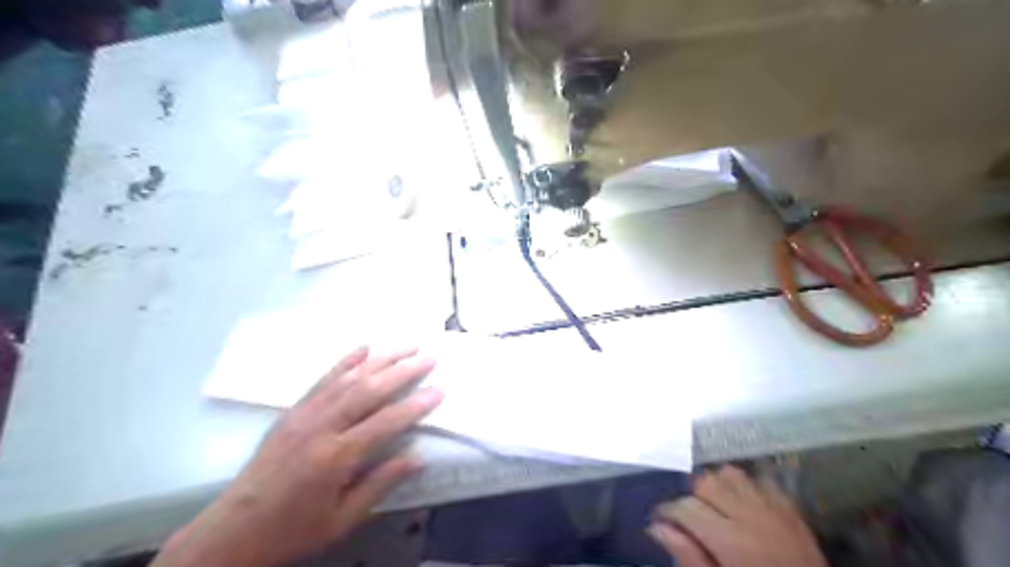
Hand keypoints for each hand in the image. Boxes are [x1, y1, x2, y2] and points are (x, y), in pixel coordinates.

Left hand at [153, 346, 443, 566]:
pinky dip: (346, 361)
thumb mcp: (342, 520)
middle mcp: (321, 427)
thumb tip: (418, 457)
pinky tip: (364, 348)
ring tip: (407, 345)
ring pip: (349, 378)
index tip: (439, 390)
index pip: (386, 422)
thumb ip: (380, 485)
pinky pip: (323, 379)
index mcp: (336, 457)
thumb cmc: (293, 531)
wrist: (231, 531)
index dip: (416, 405)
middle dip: (403, 371)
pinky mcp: (293, 411)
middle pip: (369, 390)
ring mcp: (304, 414)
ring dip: (381, 359)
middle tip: (429, 357)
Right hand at [647, 465, 828, 566]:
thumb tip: (656, 527)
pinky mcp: (791, 511)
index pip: (685, 507)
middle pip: (704, 482)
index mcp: (731, 541)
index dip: (665, 511)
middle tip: (685, 518)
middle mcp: (752, 515)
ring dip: (715, 485)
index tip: (658, 520)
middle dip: (688, 496)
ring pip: (730, 473)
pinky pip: (759, 481)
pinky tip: (739, 505)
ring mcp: (775, 510)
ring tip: (711, 507)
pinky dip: (743, 486)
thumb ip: (688, 558)